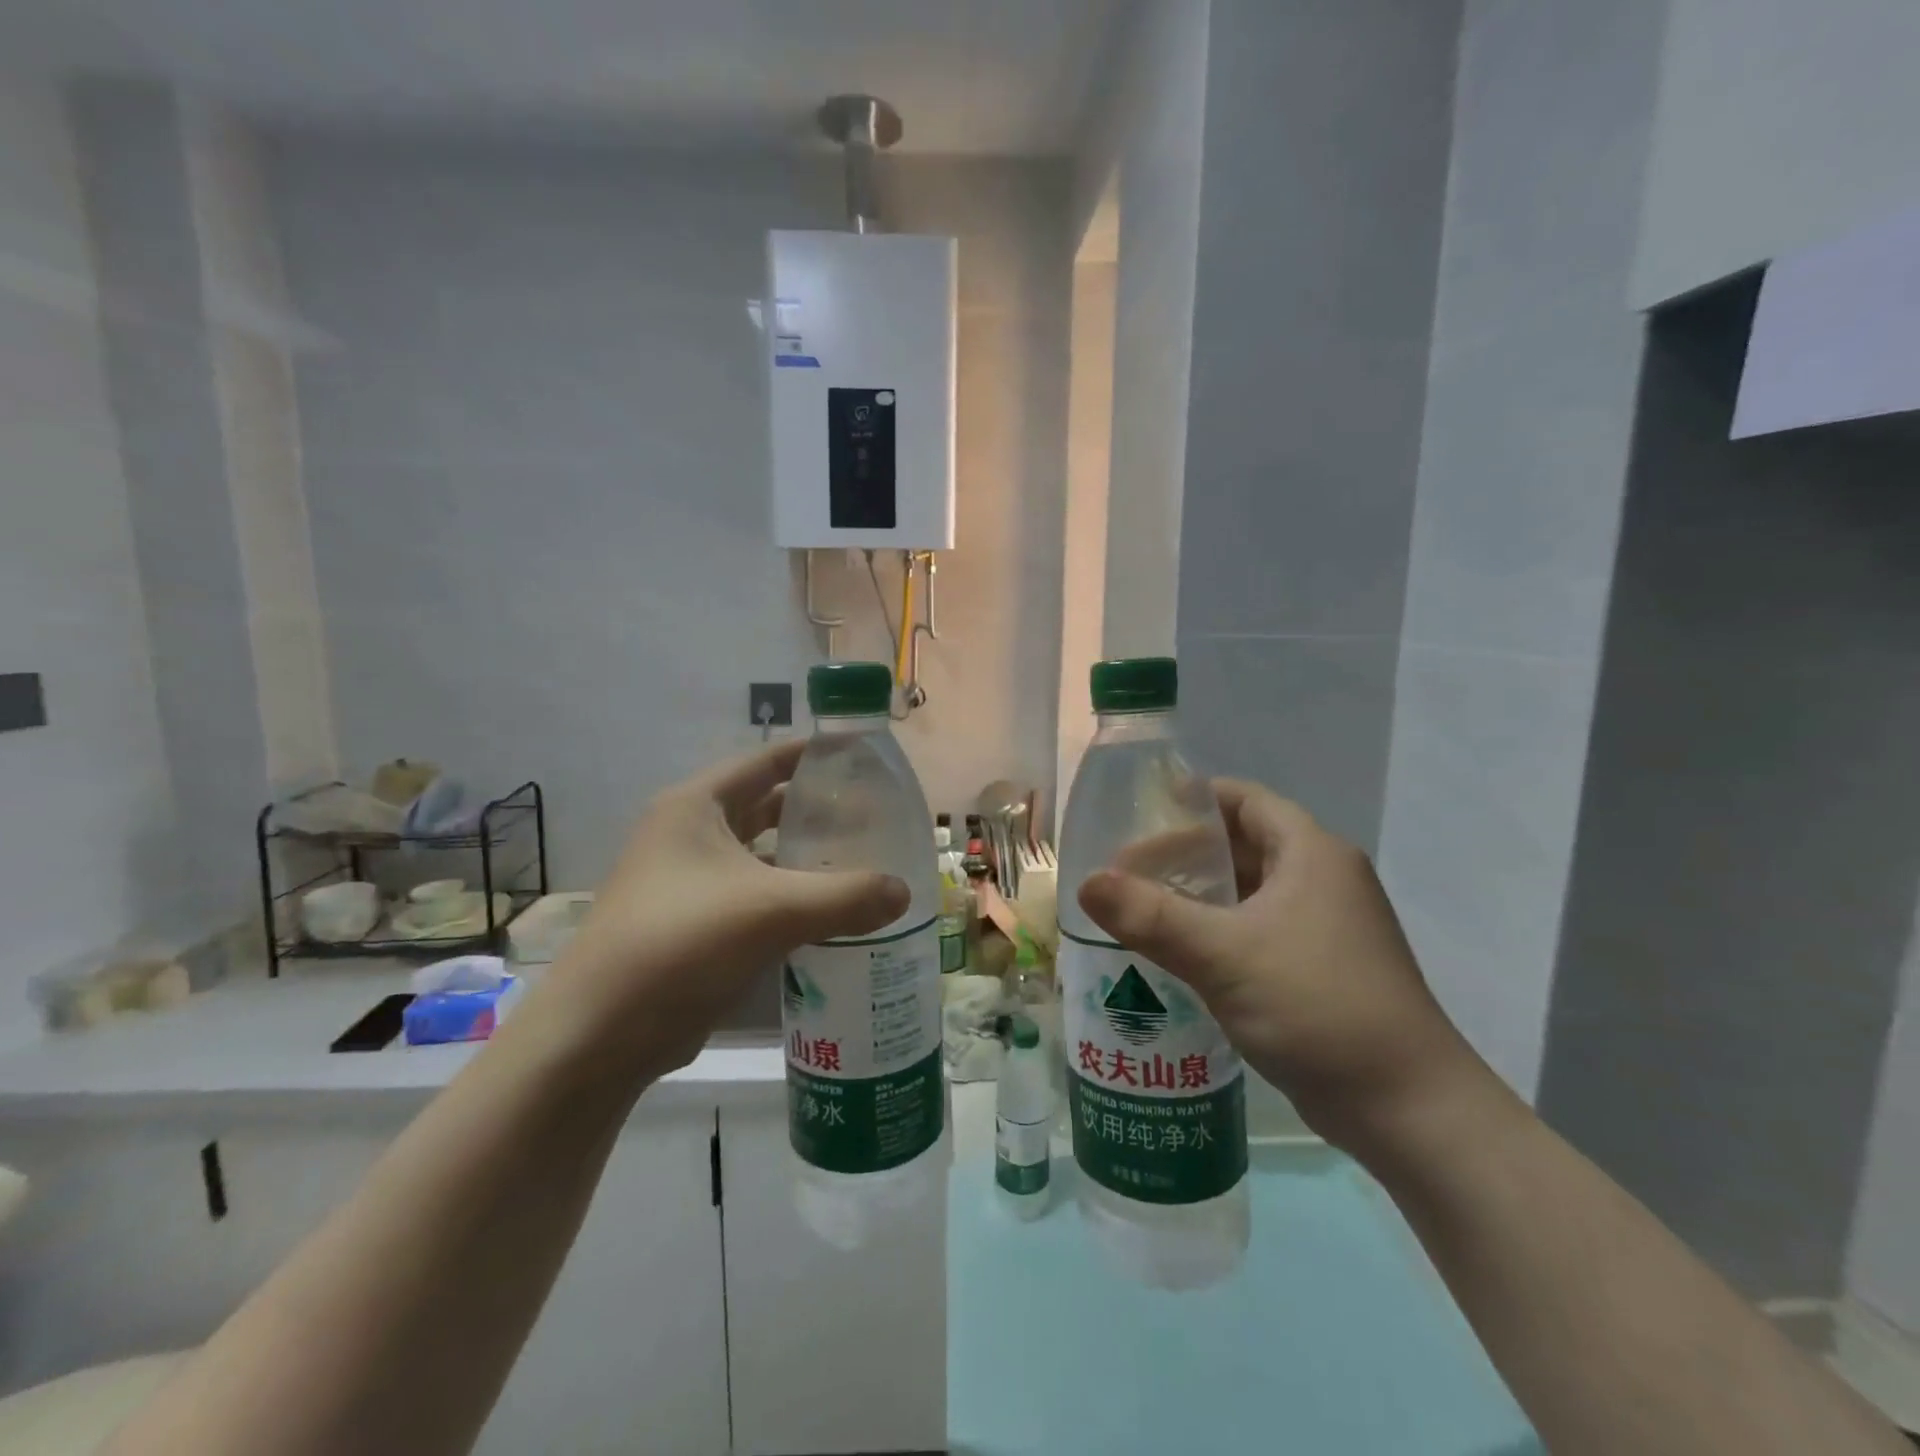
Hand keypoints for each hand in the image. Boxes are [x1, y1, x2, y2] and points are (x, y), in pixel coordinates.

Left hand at [538, 742, 908, 1081]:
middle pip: (766, 806)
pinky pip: (754, 895)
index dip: (814, 755)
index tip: (863, 758)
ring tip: (862, 860)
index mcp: (696, 807)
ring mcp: (687, 881)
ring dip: (804, 857)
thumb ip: (845, 896)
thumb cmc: (680, 944)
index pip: (766, 761)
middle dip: (817, 810)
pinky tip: (830, 911)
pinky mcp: (693, 923)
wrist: (599, 1035)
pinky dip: (789, 896)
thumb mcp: (771, 911)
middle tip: (875, 816)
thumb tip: (904, 892)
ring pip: (760, 855)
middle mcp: (689, 834)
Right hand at [1077, 779, 1483, 1147]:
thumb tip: (1086, 883)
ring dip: (1198, 894)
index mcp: (1311, 853)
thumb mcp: (1224, 956)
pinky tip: (1178, 952)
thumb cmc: (1318, 1007)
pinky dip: (1217, 929)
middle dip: (1184, 852)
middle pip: (1242, 843)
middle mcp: (1322, 878)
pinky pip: (1257, 928)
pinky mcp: (1321, 966)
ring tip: (1140, 907)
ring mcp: (1325, 925)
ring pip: (1248, 890)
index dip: (1191, 800)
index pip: (1243, 799)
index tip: (1138, 815)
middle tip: (1126, 869)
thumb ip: (1151, 916)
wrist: (1408, 1109)